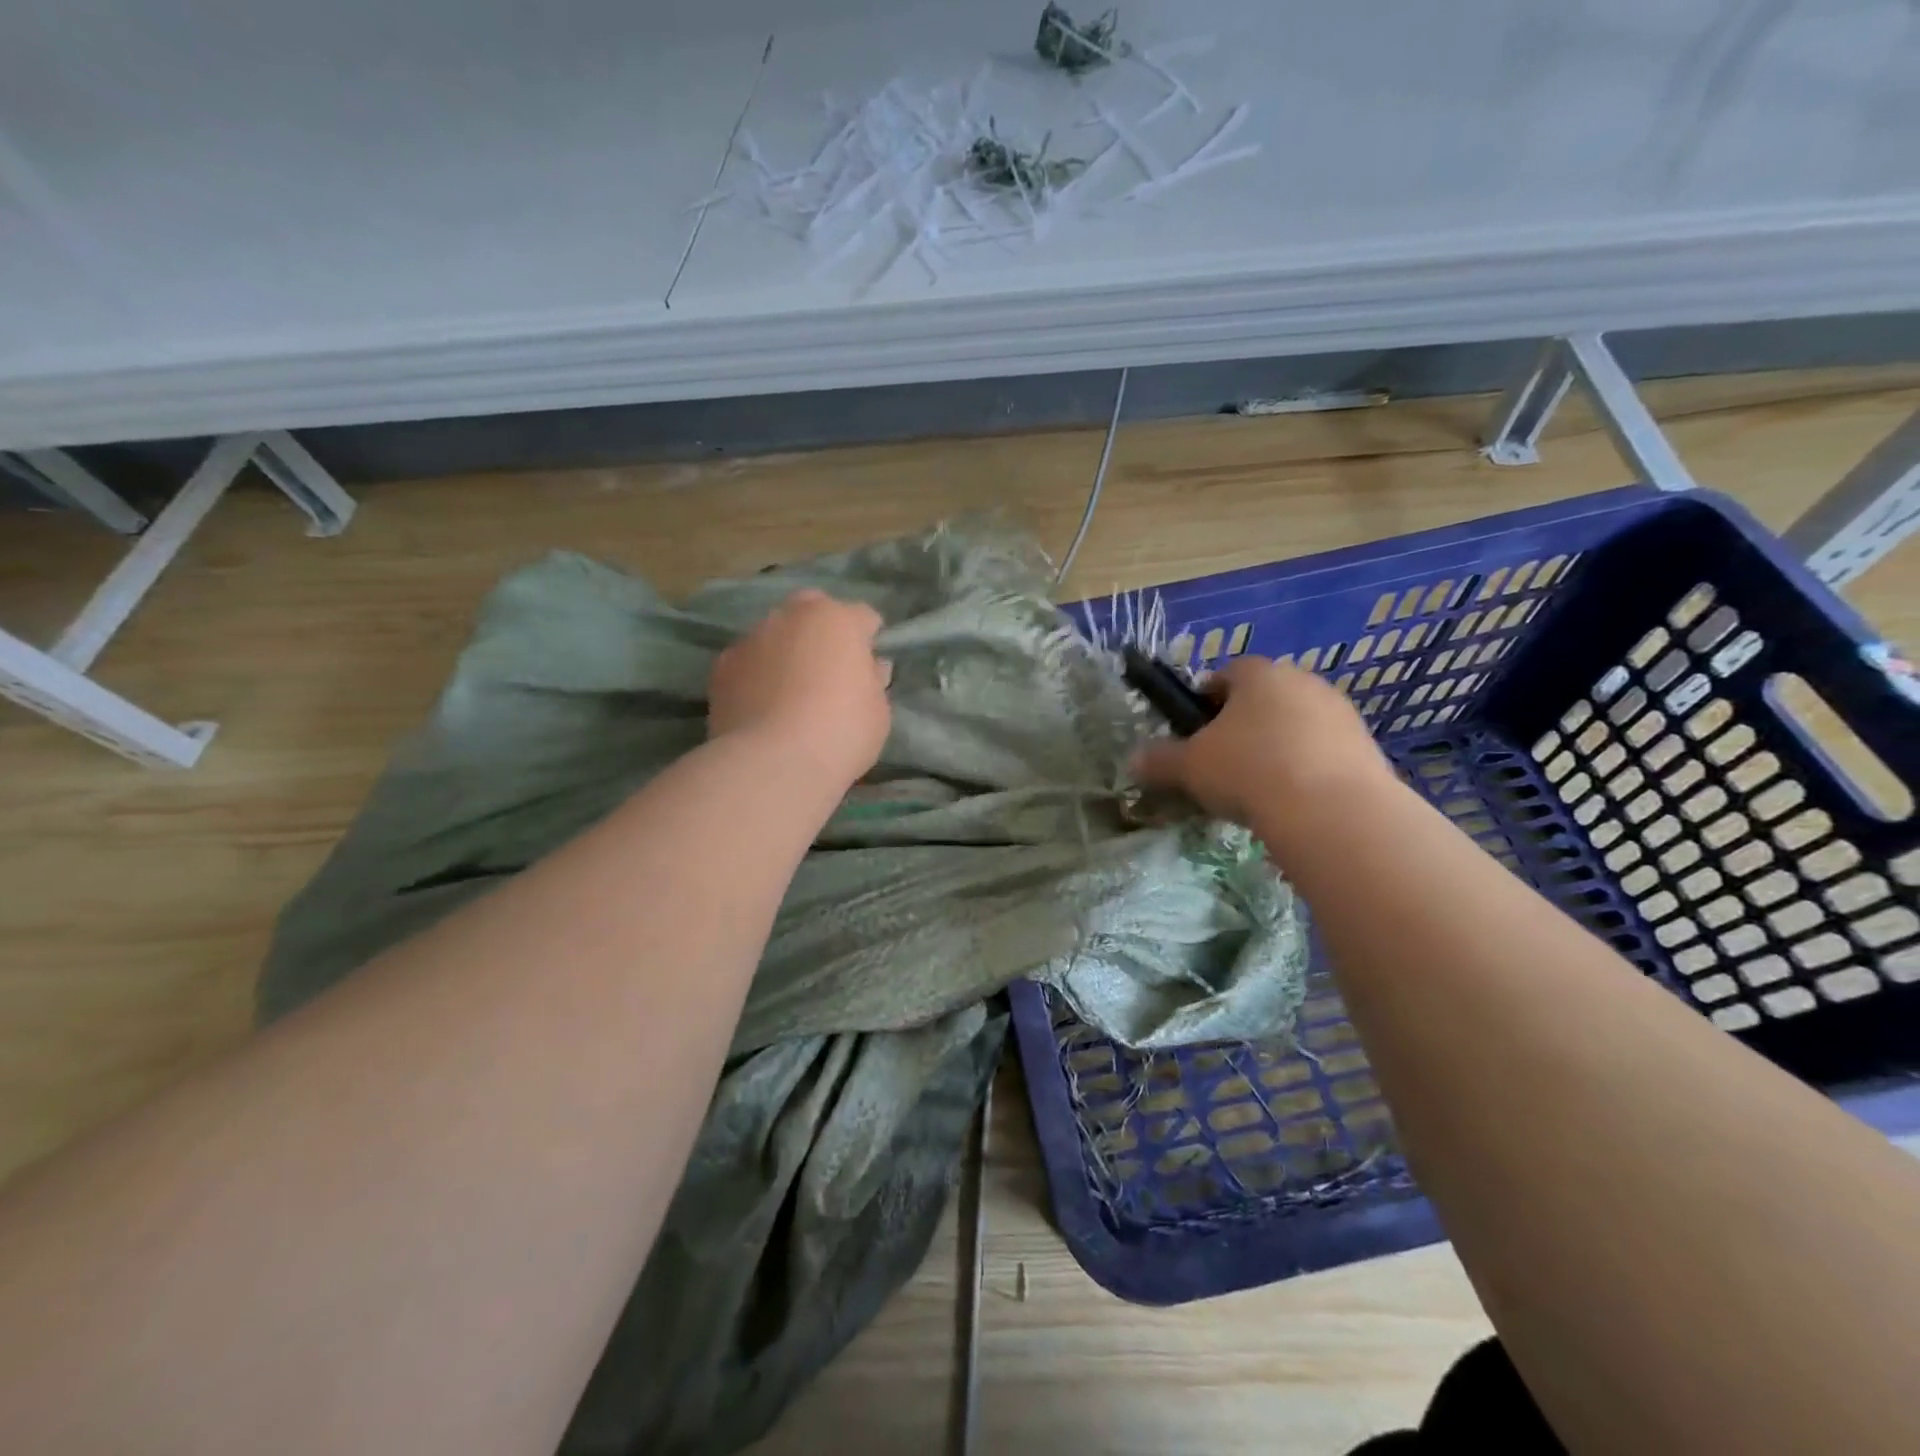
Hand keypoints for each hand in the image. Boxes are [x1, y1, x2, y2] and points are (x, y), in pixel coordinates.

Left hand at [708, 590, 891, 787]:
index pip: (863, 617)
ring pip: (775, 634)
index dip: (870, 641)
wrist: (773, 763)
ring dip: (786, 651)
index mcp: (838, 619)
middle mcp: (792, 616)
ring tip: (790, 692)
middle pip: (812, 610)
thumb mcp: (879, 711)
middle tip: (829, 670)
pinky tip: (763, 706)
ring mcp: (752, 638)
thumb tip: (868, 667)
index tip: (870, 668)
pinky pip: (748, 662)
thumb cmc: (841, 732)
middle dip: (822, 631)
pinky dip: (757, 675)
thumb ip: (873, 680)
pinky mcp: (722, 667)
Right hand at [1132, 657, 1393, 828]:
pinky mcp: (1366, 747)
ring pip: (1296, 725)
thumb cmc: (1248, 771)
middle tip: (1223, 763)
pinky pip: (1324, 752)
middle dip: (1243, 726)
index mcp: (1259, 675)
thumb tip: (1135, 760)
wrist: (1331, 811)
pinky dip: (1307, 770)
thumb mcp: (1189, 768)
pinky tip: (1293, 802)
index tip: (1195, 732)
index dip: (1205, 701)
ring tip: (1259, 789)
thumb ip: (1159, 760)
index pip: (1226, 674)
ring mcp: (1340, 713)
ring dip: (1277, 748)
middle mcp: (1303, 682)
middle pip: (1264, 699)